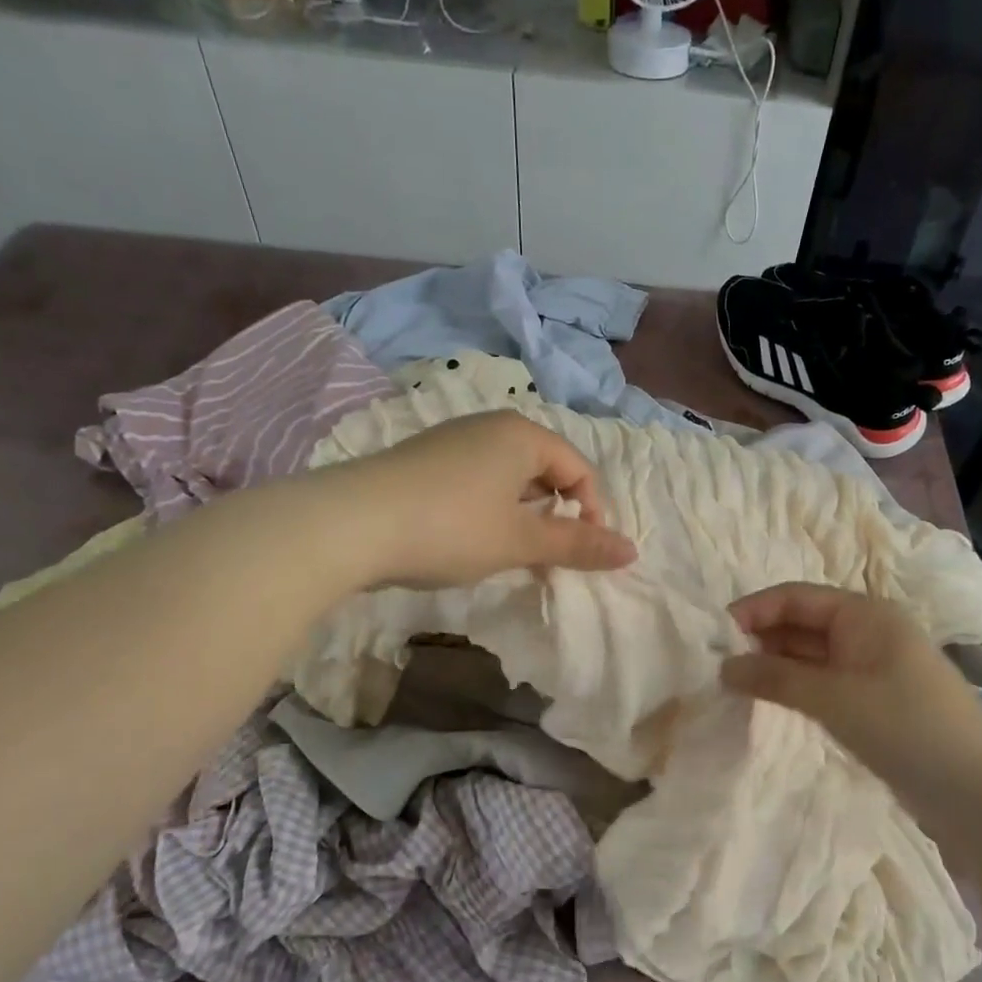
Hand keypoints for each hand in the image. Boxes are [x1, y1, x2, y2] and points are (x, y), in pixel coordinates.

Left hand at [333, 410, 636, 589]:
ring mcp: (451, 441)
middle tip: (549, 555)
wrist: (350, 524)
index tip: (583, 553)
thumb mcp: (520, 541)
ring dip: (522, 514)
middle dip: (556, 513)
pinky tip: (469, 539)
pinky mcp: (422, 461)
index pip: (579, 468)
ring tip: (511, 551)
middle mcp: (489, 426)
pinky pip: (476, 481)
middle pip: (544, 468)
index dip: (591, 512)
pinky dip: (489, 510)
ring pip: (508, 477)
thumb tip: (632, 552)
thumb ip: (577, 545)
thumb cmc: (451, 528)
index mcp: (522, 435)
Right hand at [721, 583, 981, 795]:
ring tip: (733, 684)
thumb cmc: (905, 725)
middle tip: (716, 666)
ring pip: (810, 655)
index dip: (753, 611)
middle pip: (801, 623)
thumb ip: (775, 677)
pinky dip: (794, 687)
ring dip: (774, 665)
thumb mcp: (833, 697)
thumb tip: (723, 667)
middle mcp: (866, 632)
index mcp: (863, 614)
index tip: (713, 636)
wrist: (975, 788)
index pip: (795, 597)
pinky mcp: (872, 701)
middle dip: (760, 639)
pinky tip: (769, 701)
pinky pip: (822, 682)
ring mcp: (871, 668)